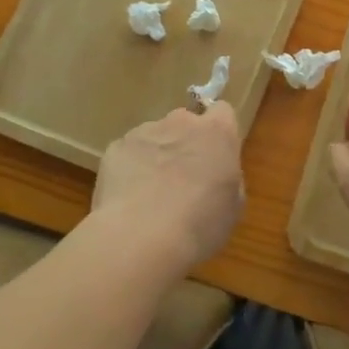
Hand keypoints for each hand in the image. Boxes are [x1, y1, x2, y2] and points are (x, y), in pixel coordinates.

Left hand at [94, 104, 244, 271]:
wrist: (141, 237)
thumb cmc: (200, 224)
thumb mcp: (233, 206)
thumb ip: (227, 178)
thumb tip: (216, 174)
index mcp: (217, 133)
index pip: (222, 111)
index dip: (218, 131)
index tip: (215, 154)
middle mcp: (181, 122)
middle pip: (185, 122)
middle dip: (184, 142)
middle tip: (183, 178)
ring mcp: (145, 132)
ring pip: (154, 137)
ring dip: (156, 156)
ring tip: (150, 194)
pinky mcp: (115, 147)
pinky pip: (127, 153)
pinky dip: (129, 169)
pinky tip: (128, 199)